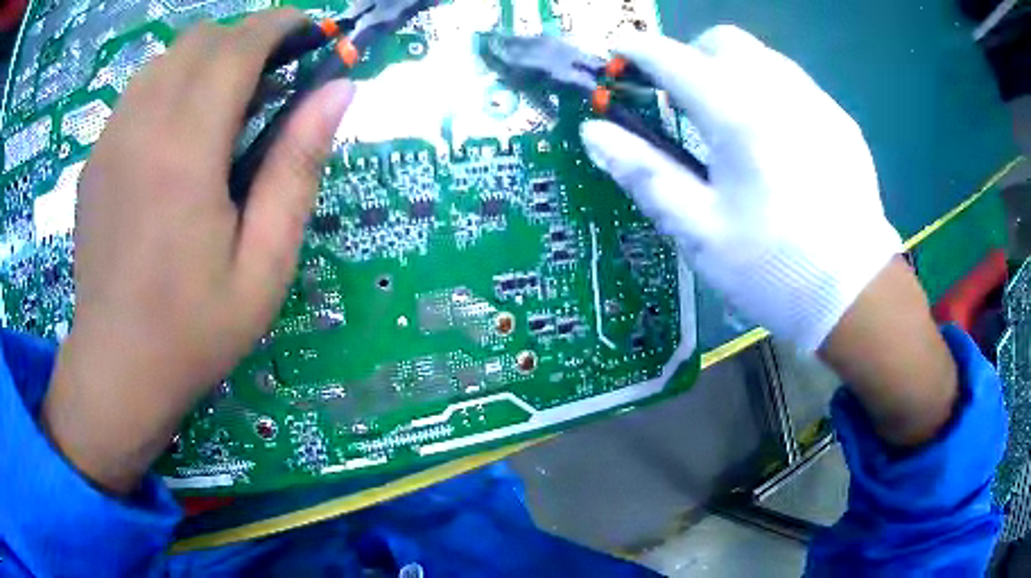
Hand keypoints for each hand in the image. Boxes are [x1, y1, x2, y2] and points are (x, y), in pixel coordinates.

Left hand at [42, 9, 354, 492]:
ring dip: (205, 60)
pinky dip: (170, 85)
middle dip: (244, 39)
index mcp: (185, 151)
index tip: (309, 33)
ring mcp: (110, 140)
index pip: (238, 45)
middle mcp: (141, 127)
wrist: (117, 370)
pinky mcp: (95, 158)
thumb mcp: (265, 265)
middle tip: (270, 80)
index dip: (281, 25)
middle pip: (200, 39)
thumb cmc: (193, 331)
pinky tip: (178, 134)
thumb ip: (299, 168)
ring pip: (166, 58)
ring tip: (224, 105)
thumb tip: (338, 91)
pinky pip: (139, 91)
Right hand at [580, 26, 902, 351]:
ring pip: (763, 57)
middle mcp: (778, 90)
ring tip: (729, 119)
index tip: (617, 55)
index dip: (635, 50)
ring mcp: (817, 103)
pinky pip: (795, 84)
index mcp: (736, 113)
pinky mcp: (840, 122)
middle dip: (692, 56)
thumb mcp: (698, 230)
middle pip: (723, 41)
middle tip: (682, 99)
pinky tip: (776, 139)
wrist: (855, 295)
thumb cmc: (772, 269)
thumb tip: (594, 132)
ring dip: (732, 71)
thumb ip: (643, 173)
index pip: (671, 57)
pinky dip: (770, 91)